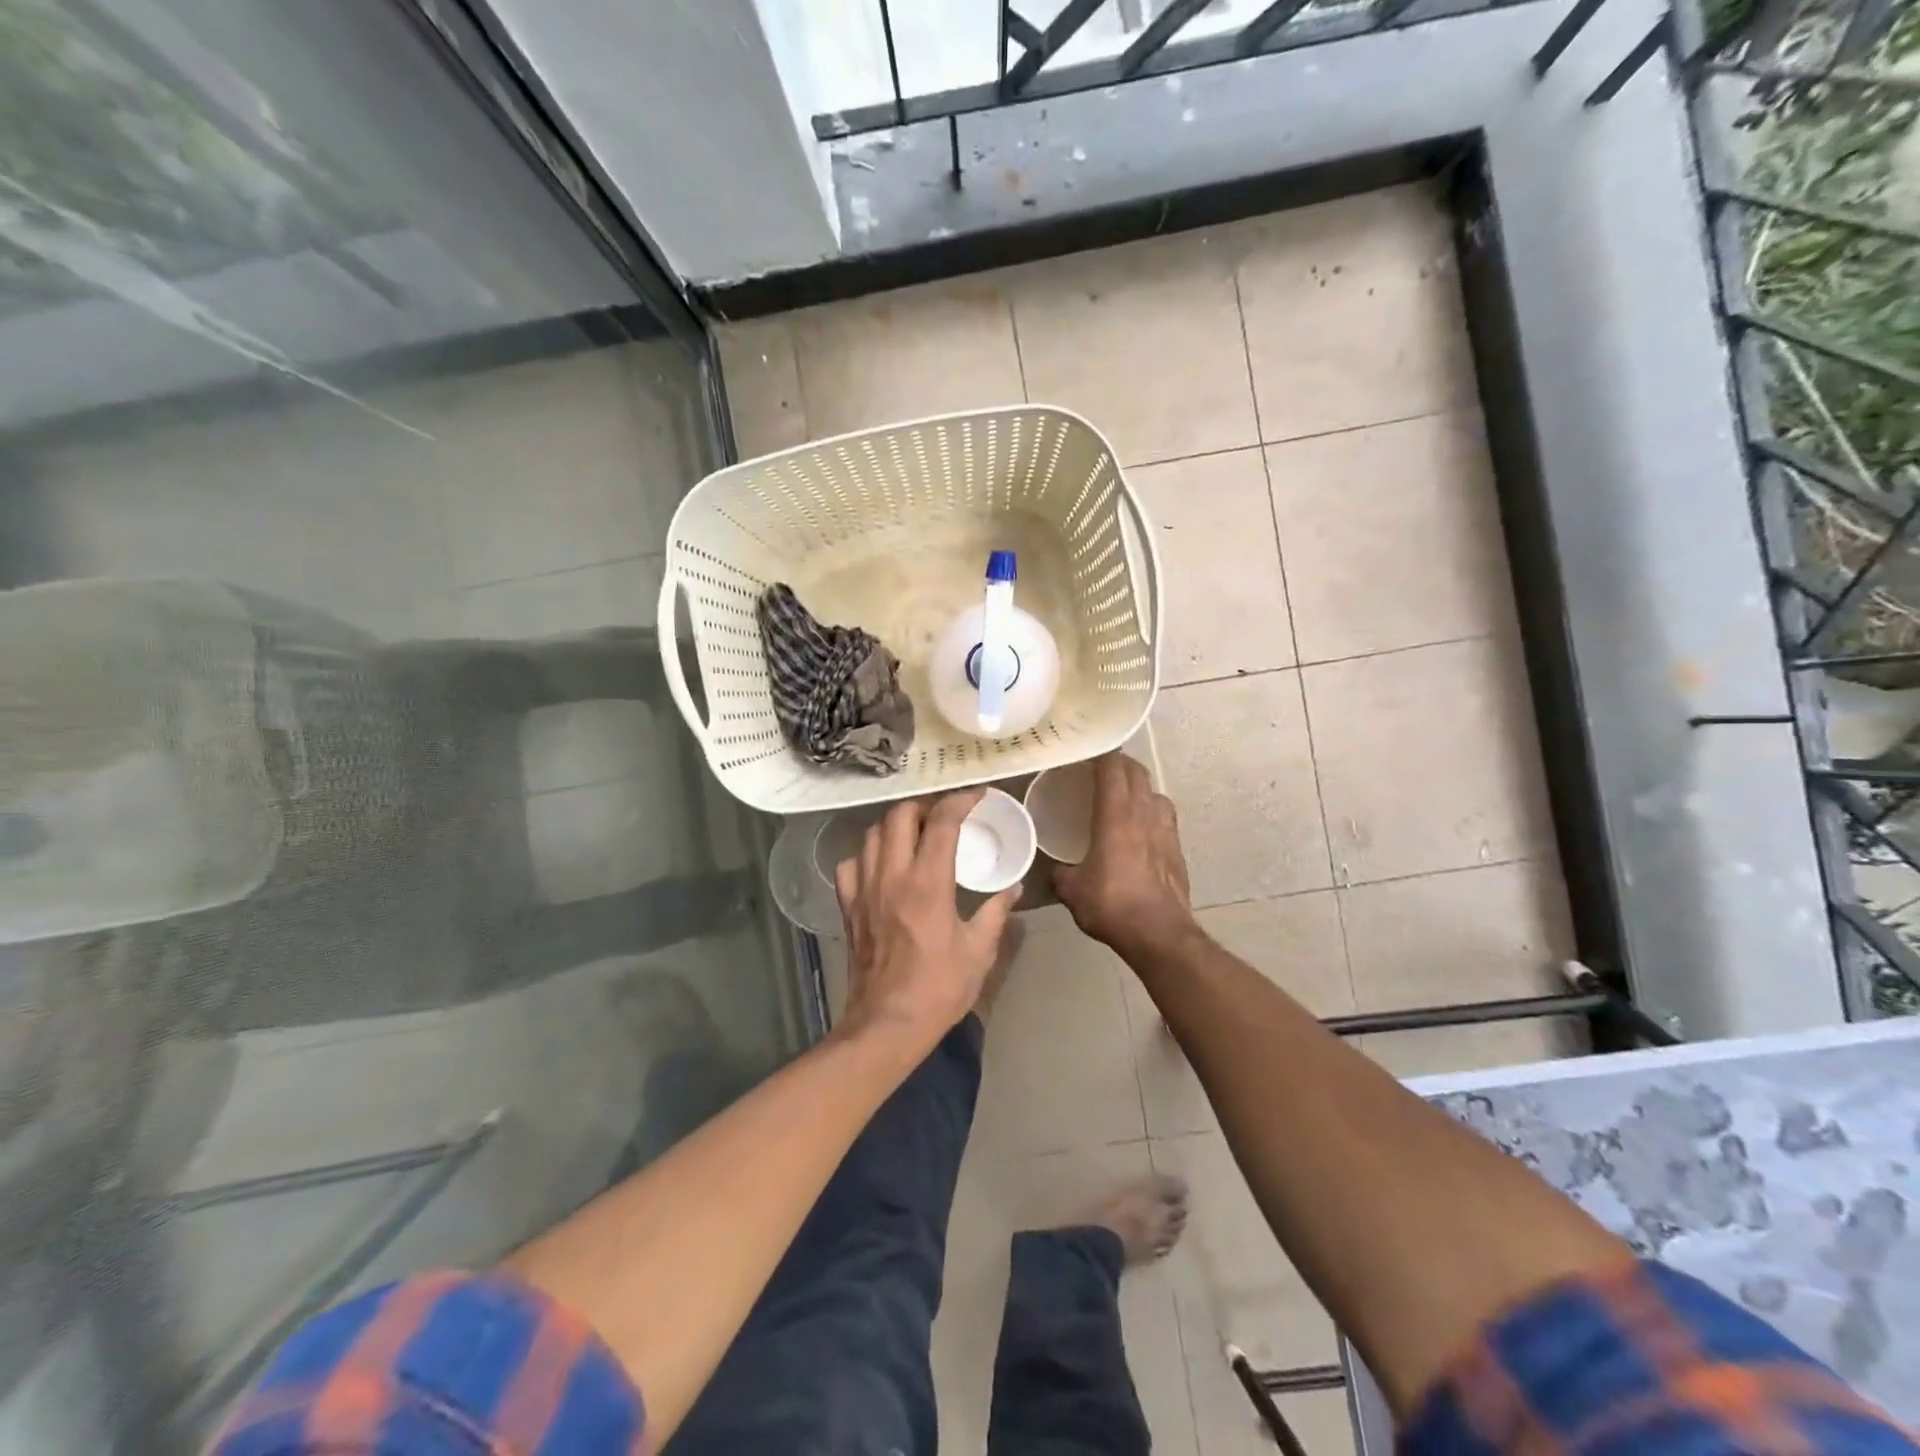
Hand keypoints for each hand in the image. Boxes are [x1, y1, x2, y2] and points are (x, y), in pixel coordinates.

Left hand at [834, 791, 1017, 1046]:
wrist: (887, 1024)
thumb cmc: (938, 989)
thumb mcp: (978, 952)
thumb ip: (996, 912)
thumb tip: (1014, 888)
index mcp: (928, 883)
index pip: (942, 823)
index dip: (960, 801)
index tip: (976, 796)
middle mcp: (891, 876)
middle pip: (899, 816)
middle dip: (924, 806)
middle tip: (944, 815)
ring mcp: (864, 889)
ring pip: (872, 834)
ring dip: (896, 825)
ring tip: (916, 834)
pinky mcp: (847, 907)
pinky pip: (850, 864)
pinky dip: (867, 854)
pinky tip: (882, 865)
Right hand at [1054, 753, 1196, 956]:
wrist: (1160, 934)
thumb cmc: (1112, 904)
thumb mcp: (1072, 890)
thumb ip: (1061, 872)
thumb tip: (1055, 868)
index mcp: (1116, 815)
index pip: (1112, 767)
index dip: (1099, 754)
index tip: (1083, 752)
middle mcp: (1144, 813)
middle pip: (1136, 772)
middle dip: (1118, 764)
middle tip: (1098, 770)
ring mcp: (1166, 829)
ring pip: (1154, 792)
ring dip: (1139, 787)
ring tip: (1122, 797)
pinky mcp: (1178, 848)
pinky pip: (1164, 816)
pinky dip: (1151, 812)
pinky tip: (1140, 829)